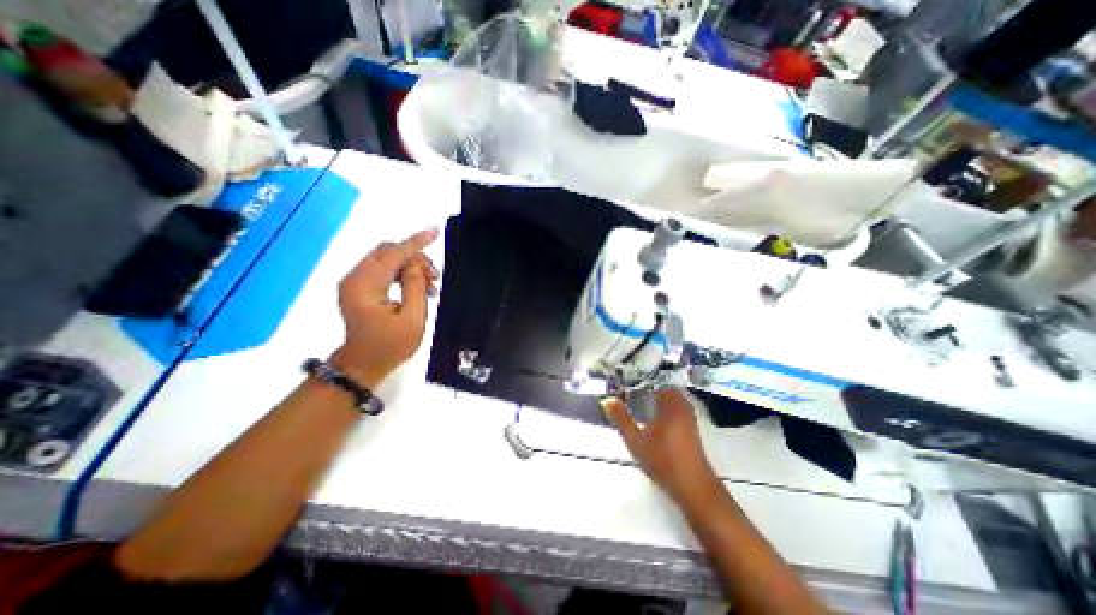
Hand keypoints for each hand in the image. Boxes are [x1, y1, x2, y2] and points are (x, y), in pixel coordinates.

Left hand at [331, 228, 438, 386]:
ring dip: (410, 266)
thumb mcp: (412, 320)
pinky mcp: (359, 288)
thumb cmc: (390, 346)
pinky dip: (402, 273)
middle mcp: (354, 279)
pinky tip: (416, 287)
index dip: (415, 243)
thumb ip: (416, 288)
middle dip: (414, 258)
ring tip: (429, 285)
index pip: (392, 255)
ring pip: (386, 259)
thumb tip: (417, 265)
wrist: (363, 365)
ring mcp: (355, 283)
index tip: (434, 232)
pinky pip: (383, 270)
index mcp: (365, 287)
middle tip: (435, 277)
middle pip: (387, 252)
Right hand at [599, 388, 721, 504]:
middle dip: (644, 384)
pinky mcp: (690, 425)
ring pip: (668, 395)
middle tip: (625, 387)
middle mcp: (681, 403)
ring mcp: (687, 414)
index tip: (622, 377)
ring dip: (653, 394)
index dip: (637, 376)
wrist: (694, 487)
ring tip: (633, 398)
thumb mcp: (635, 440)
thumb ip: (620, 418)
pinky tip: (649, 414)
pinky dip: (661, 404)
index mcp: (669, 402)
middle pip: (661, 385)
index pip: (653, 378)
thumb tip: (607, 399)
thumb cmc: (663, 460)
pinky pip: (673, 405)